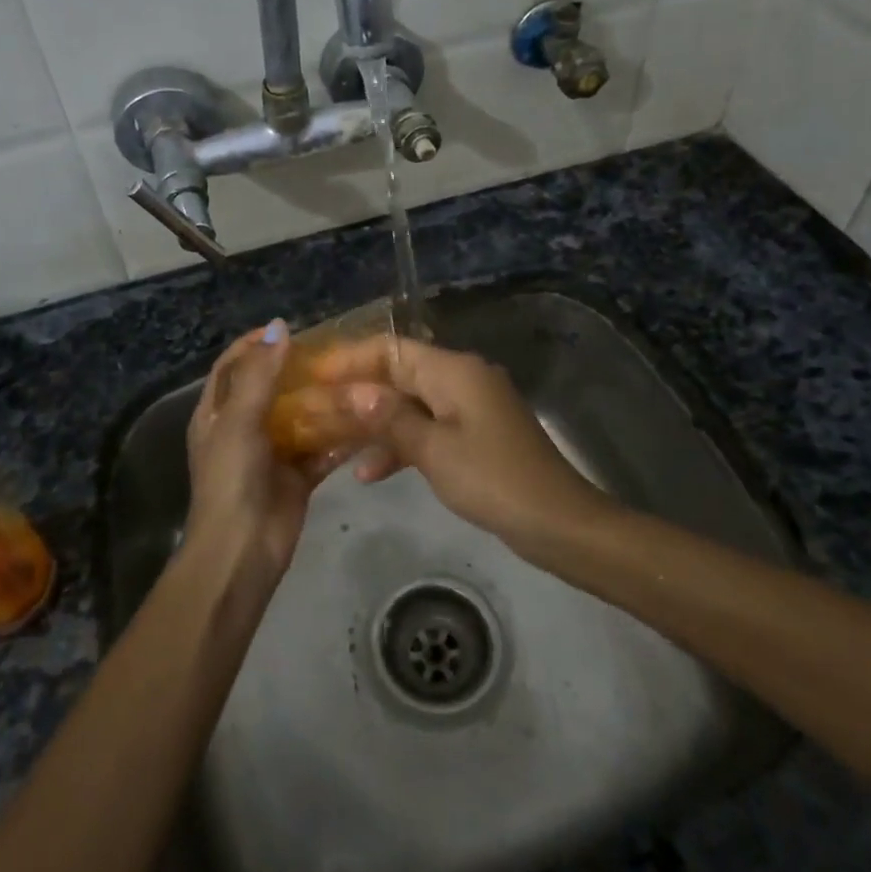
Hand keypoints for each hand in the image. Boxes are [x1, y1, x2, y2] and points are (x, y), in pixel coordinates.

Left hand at [185, 320, 342, 580]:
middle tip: (331, 351)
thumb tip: (278, 327)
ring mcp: (272, 452)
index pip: (232, 366)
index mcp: (217, 413)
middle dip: (297, 369)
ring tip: (353, 376)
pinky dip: (340, 436)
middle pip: (270, 388)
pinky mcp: (298, 475)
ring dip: (322, 400)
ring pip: (300, 417)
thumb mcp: (239, 421)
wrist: (242, 550)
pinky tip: (365, 418)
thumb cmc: (231, 479)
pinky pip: (321, 448)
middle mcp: (243, 428)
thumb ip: (260, 375)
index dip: (254, 345)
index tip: (287, 329)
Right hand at [312, 336, 610, 554]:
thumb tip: (351, 392)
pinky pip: (427, 429)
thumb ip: (389, 418)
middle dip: (357, 393)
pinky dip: (400, 444)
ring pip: (409, 404)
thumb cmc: (493, 480)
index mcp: (453, 371)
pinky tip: (369, 473)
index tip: (314, 376)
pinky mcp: (473, 436)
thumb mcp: (434, 451)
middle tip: (315, 410)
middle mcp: (460, 379)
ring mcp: (468, 408)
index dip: (350, 359)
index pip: (391, 349)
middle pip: (398, 374)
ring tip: (332, 441)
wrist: (557, 522)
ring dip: (374, 422)